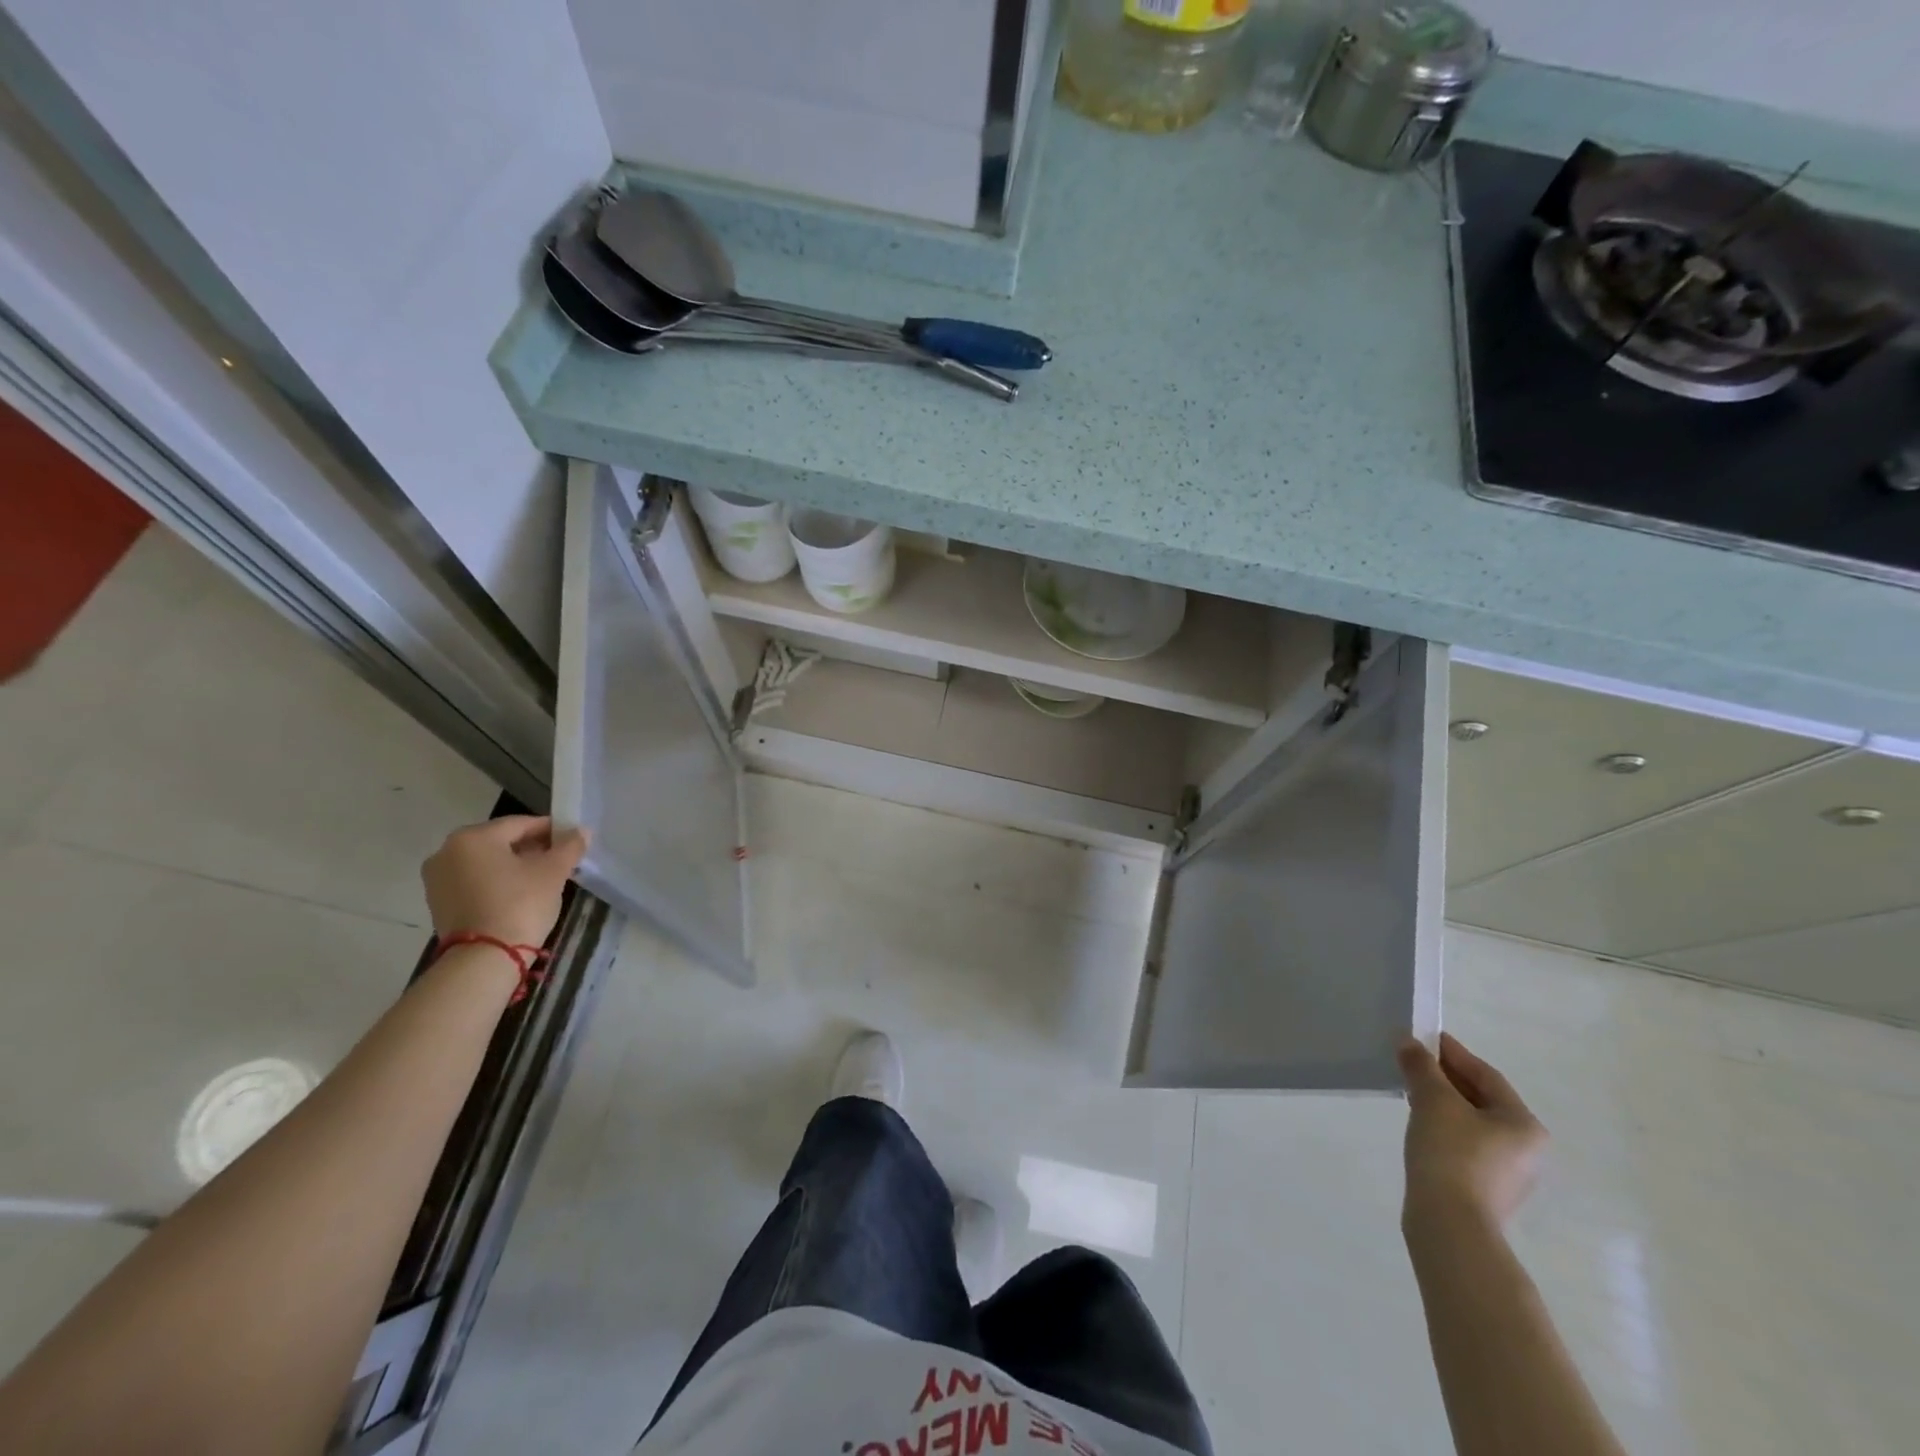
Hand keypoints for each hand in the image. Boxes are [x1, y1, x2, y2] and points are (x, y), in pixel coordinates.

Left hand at [421, 816, 589, 949]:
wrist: (484, 958)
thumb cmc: (520, 904)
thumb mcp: (553, 872)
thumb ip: (569, 846)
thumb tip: (582, 831)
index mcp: (473, 837)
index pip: (520, 824)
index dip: (551, 830)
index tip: (572, 840)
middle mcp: (447, 851)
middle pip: (500, 842)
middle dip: (531, 848)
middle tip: (559, 860)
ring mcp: (437, 879)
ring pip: (486, 862)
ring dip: (513, 865)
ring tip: (541, 879)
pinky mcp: (438, 903)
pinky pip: (474, 881)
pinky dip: (496, 882)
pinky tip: (518, 894)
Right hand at [1398, 1032, 1547, 1230]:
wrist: (1450, 1223)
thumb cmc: (1451, 1153)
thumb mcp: (1433, 1100)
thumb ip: (1422, 1066)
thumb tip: (1408, 1042)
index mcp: (1523, 1124)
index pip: (1486, 1075)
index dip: (1453, 1052)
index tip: (1424, 1037)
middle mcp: (1526, 1148)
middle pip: (1481, 1099)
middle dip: (1446, 1077)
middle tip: (1413, 1060)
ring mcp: (1508, 1173)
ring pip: (1472, 1123)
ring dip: (1443, 1102)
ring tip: (1410, 1088)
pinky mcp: (1485, 1189)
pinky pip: (1465, 1144)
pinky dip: (1443, 1126)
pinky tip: (1420, 1123)